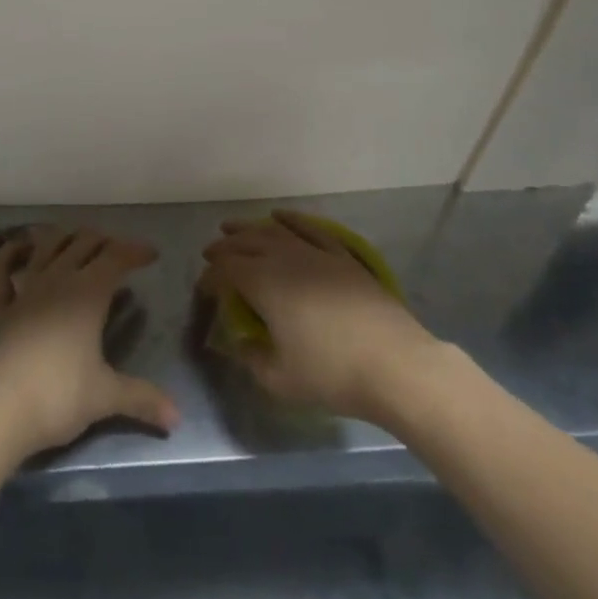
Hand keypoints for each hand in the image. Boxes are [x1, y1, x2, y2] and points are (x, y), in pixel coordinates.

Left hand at [0, 226, 177, 459]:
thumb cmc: (58, 396)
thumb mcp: (105, 397)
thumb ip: (141, 398)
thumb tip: (178, 416)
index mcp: (87, 293)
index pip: (116, 258)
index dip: (135, 251)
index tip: (151, 254)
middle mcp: (57, 279)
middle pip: (83, 244)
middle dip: (103, 240)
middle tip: (117, 250)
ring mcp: (24, 289)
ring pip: (46, 246)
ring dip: (63, 237)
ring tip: (75, 240)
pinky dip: (8, 255)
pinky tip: (14, 248)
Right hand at [201, 210, 439, 424]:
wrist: (395, 364)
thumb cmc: (333, 374)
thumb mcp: (280, 381)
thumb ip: (252, 359)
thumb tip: (239, 343)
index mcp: (263, 284)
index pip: (225, 271)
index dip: (209, 277)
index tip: (202, 289)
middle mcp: (284, 258)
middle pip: (246, 243)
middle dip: (224, 247)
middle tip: (212, 254)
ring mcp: (315, 253)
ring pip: (273, 231)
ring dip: (249, 228)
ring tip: (234, 228)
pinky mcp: (342, 256)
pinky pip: (309, 228)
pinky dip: (291, 220)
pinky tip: (280, 217)